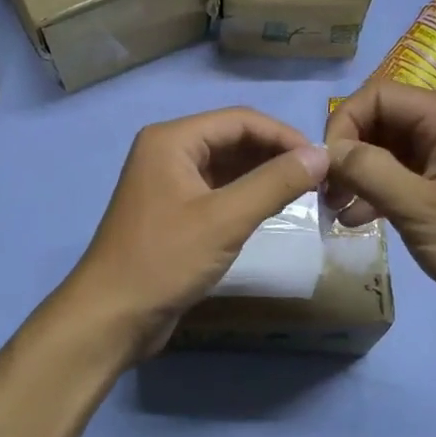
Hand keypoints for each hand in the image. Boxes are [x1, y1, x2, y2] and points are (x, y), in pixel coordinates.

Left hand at [66, 108, 329, 361]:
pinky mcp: (173, 211)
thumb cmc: (164, 260)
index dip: (284, 135)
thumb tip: (323, 155)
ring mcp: (168, 182)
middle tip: (319, 177)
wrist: (112, 316)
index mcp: (171, 140)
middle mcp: (167, 152)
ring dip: (262, 175)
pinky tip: (272, 207)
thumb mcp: (225, 220)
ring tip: (304, 191)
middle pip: (232, 139)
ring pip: (226, 166)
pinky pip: (217, 190)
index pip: (239, 120)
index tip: (323, 159)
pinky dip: (245, 195)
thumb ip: (274, 183)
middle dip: (274, 154)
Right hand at [324, 81, 435, 338]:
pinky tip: (356, 221)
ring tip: (335, 210)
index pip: (378, 95)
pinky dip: (377, 192)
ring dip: (358, 175)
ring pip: (388, 151)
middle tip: (326, 192)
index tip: (327, 167)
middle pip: (381, 121)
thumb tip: (328, 150)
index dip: (344, 123)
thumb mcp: (420, 208)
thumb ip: (369, 171)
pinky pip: (403, 176)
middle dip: (349, 152)